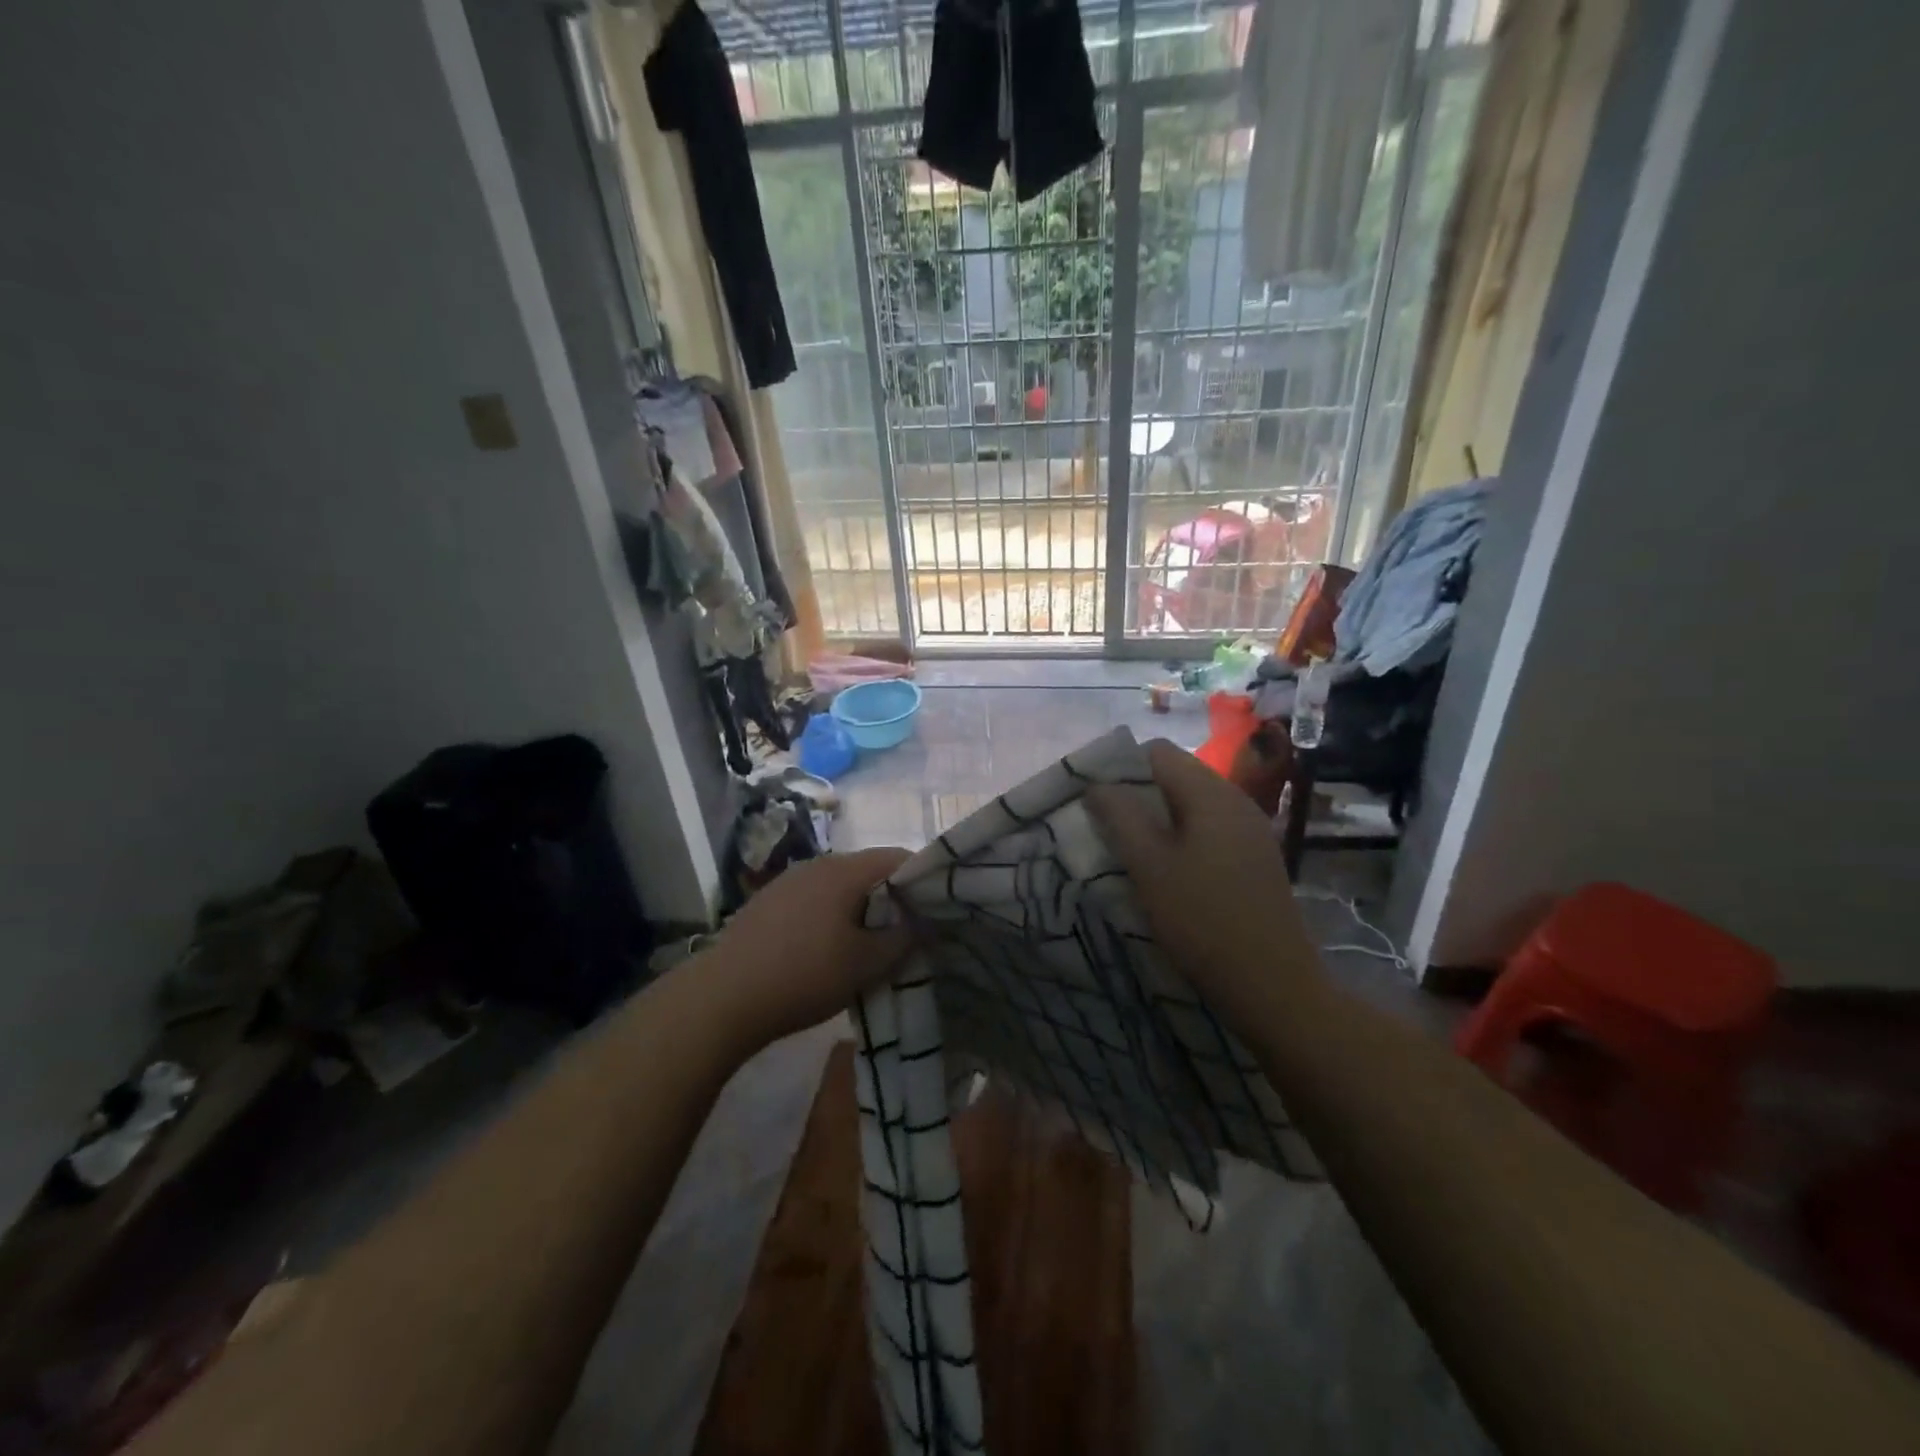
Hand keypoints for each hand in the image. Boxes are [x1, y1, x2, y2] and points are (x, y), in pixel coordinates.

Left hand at [695, 847, 912, 1055]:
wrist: (722, 998)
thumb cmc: (804, 975)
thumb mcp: (866, 964)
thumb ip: (903, 939)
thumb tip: (922, 922)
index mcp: (845, 870)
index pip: (899, 857)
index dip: (925, 879)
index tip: (939, 909)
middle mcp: (818, 864)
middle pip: (870, 871)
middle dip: (894, 898)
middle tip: (911, 932)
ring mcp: (789, 882)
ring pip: (842, 887)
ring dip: (863, 909)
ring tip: (873, 945)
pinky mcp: (769, 903)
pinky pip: (816, 900)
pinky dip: (835, 916)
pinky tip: (831, 949)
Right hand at [1086, 740, 1324, 1043]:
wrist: (1273, 986)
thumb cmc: (1203, 921)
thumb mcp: (1149, 867)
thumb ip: (1120, 816)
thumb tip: (1097, 784)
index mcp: (1212, 794)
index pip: (1157, 752)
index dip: (1120, 767)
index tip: (1094, 799)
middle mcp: (1236, 800)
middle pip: (1176, 774)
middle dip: (1137, 793)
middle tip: (1105, 827)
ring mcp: (1250, 830)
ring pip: (1191, 804)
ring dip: (1157, 817)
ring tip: (1129, 849)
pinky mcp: (1254, 858)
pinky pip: (1208, 828)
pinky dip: (1181, 837)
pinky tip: (1167, 870)